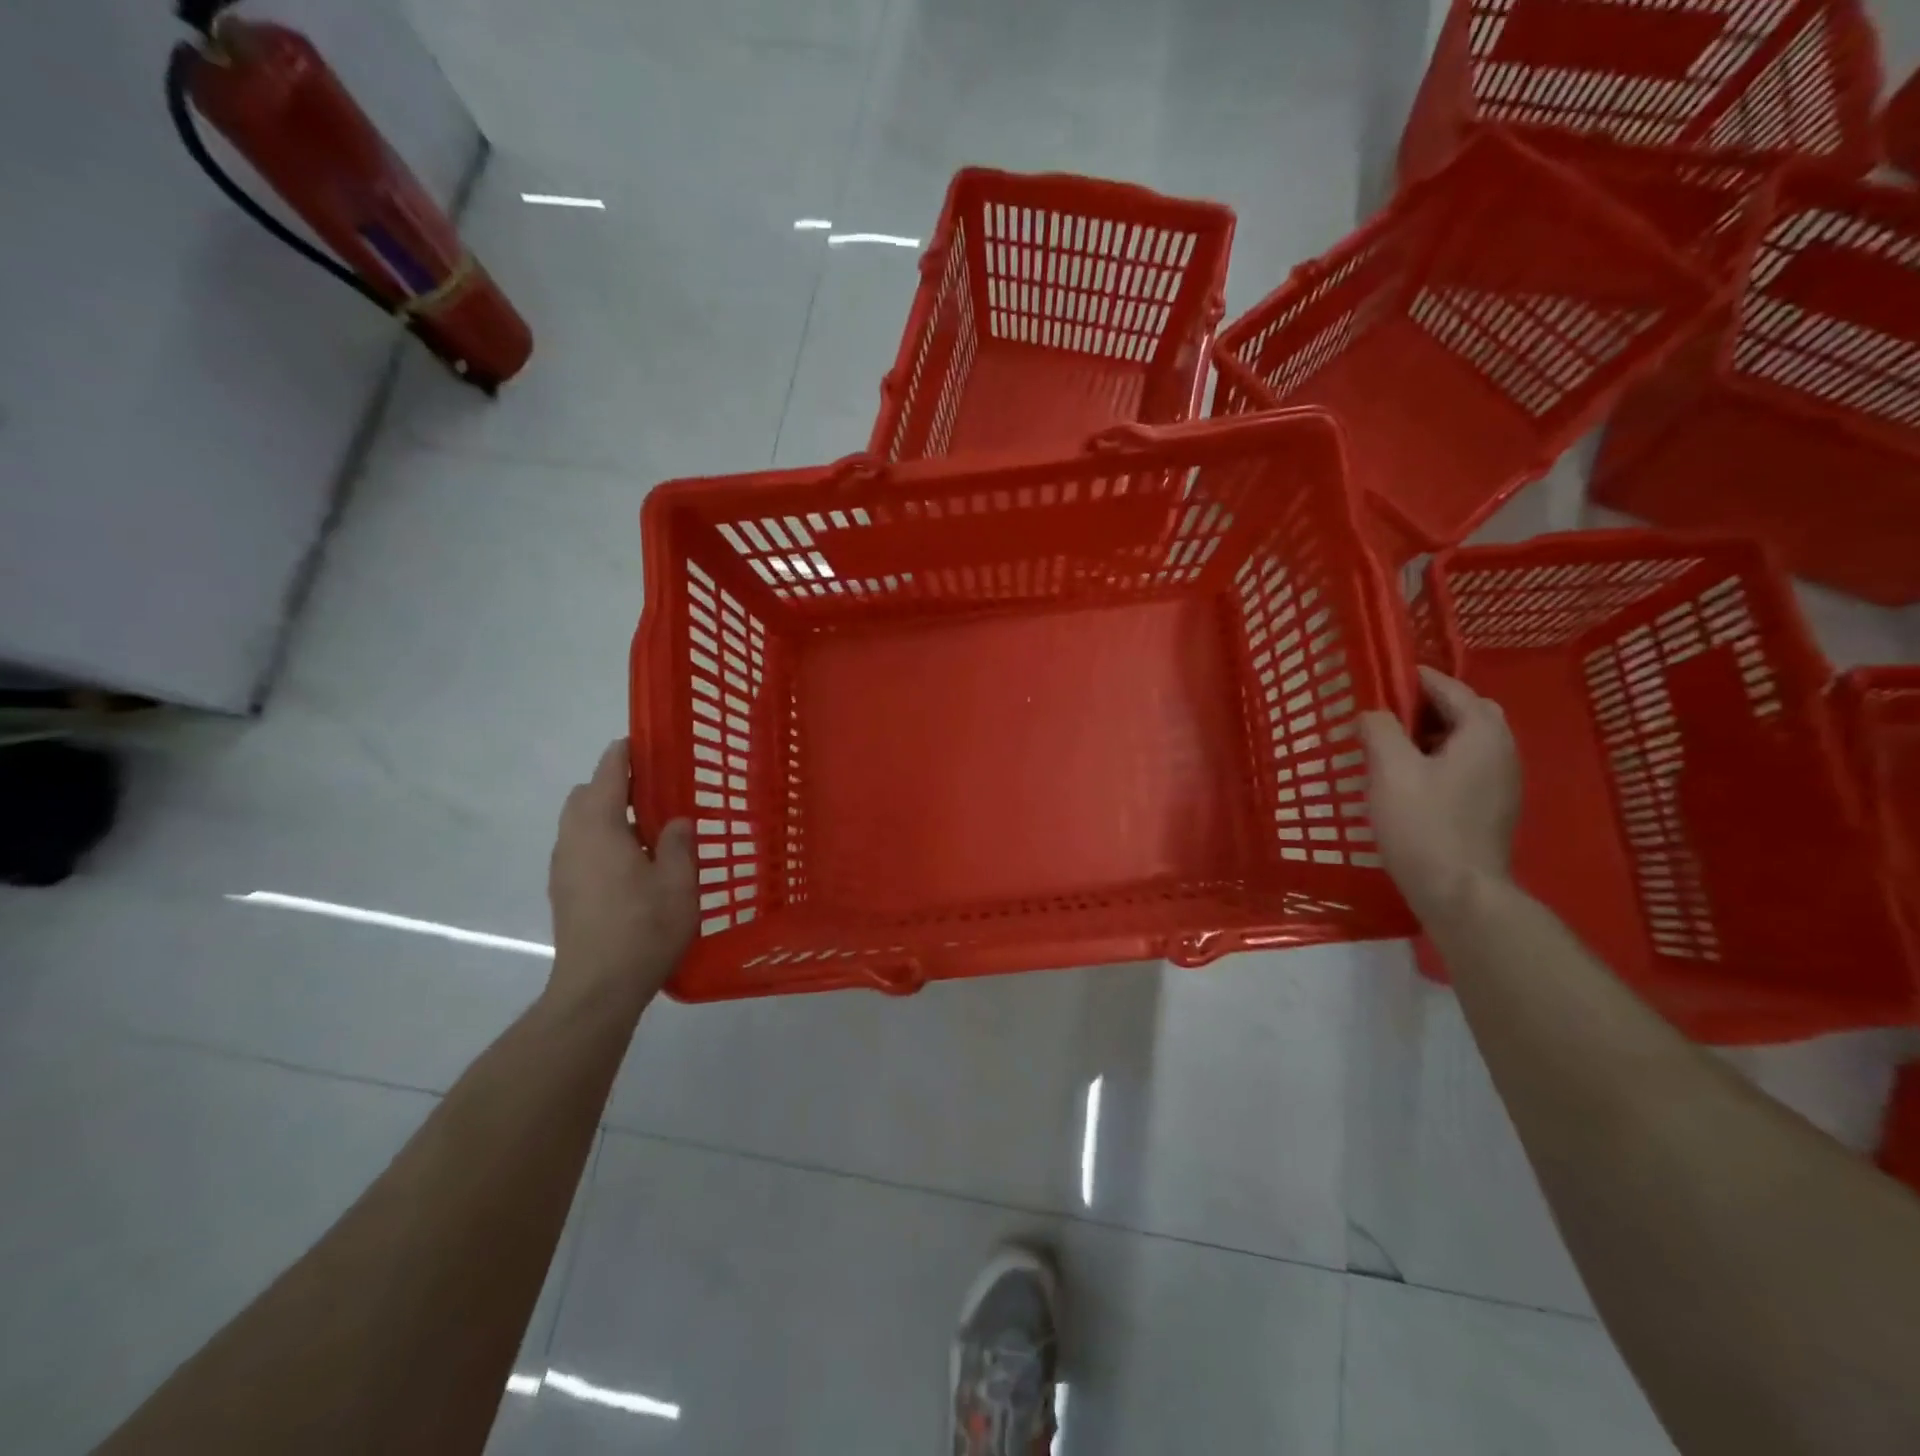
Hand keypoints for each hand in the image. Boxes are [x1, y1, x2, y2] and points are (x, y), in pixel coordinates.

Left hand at [547, 740, 696, 1016]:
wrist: (596, 989)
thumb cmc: (643, 929)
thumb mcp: (678, 884)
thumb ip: (678, 844)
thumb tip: (677, 821)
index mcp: (600, 828)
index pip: (608, 774)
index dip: (624, 753)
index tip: (643, 741)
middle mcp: (573, 840)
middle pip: (585, 795)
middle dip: (613, 783)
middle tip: (653, 791)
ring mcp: (562, 867)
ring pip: (578, 822)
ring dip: (605, 813)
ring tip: (646, 829)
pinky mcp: (562, 891)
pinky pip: (579, 847)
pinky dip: (599, 839)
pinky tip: (630, 864)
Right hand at [1359, 667, 1520, 925]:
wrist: (1459, 891)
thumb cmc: (1423, 824)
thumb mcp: (1390, 770)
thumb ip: (1379, 730)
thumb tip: (1373, 713)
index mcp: (1483, 732)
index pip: (1450, 688)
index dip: (1414, 679)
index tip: (1380, 679)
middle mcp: (1503, 749)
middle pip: (1465, 711)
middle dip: (1426, 706)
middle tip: (1386, 714)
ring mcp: (1503, 781)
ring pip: (1466, 740)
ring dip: (1431, 734)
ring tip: (1391, 746)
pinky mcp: (1494, 806)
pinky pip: (1467, 765)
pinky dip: (1439, 759)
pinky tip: (1410, 779)